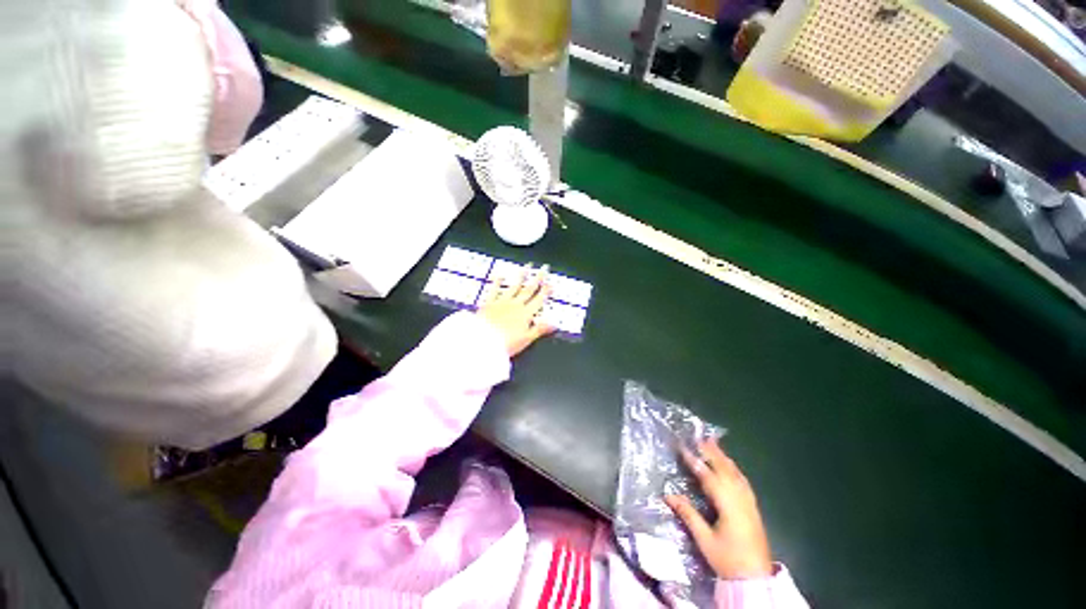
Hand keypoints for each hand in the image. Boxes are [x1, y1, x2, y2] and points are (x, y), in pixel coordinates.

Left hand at [476, 265, 554, 357]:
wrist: (482, 341)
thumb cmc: (506, 343)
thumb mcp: (526, 339)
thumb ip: (540, 329)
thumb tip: (554, 324)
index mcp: (525, 314)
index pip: (538, 300)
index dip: (545, 292)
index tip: (550, 283)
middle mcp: (515, 305)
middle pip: (528, 290)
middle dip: (537, 279)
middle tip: (543, 269)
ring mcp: (502, 302)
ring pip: (514, 287)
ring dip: (521, 276)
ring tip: (527, 267)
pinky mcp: (489, 303)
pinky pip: (495, 290)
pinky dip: (498, 282)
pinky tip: (501, 275)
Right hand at [666, 439, 773, 579]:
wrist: (755, 579)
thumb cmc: (728, 560)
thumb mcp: (704, 539)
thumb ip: (688, 514)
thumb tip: (668, 494)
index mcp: (728, 505)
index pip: (708, 476)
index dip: (694, 461)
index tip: (682, 447)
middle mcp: (740, 499)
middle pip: (725, 470)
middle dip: (711, 452)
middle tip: (699, 437)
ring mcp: (749, 503)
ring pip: (736, 474)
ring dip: (723, 458)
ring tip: (713, 444)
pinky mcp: (753, 508)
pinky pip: (743, 481)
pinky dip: (734, 469)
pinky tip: (731, 467)